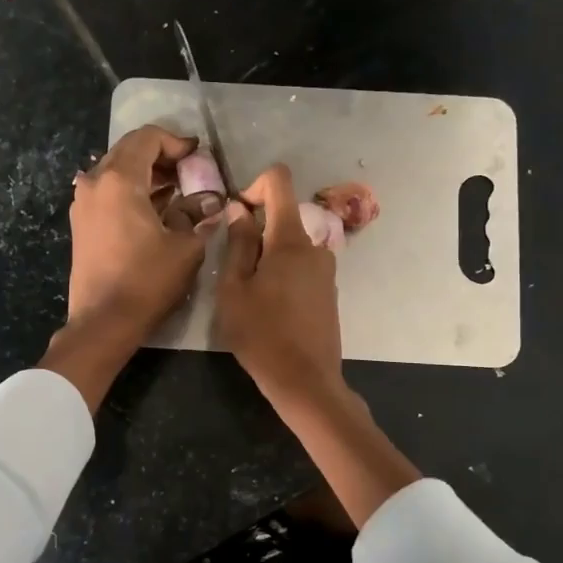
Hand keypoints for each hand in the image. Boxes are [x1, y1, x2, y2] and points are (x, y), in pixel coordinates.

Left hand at [64, 124, 215, 343]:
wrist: (104, 321)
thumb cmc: (147, 281)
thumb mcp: (186, 247)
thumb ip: (197, 216)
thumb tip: (210, 204)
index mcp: (120, 180)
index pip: (147, 138)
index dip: (176, 142)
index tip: (197, 156)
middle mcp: (95, 183)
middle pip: (129, 151)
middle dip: (161, 156)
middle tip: (189, 172)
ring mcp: (83, 204)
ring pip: (116, 172)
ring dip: (146, 175)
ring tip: (175, 191)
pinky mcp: (81, 224)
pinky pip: (107, 193)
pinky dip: (131, 192)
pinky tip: (153, 210)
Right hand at [216, 164, 342, 406]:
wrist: (305, 380)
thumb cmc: (261, 334)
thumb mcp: (234, 290)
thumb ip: (238, 244)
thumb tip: (239, 210)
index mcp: (290, 239)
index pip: (279, 181)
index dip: (253, 186)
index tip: (237, 215)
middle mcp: (315, 246)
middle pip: (282, 218)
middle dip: (256, 233)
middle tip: (233, 271)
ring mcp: (326, 270)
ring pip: (290, 247)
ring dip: (268, 258)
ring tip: (249, 295)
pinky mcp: (329, 292)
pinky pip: (301, 268)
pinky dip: (282, 275)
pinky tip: (270, 309)